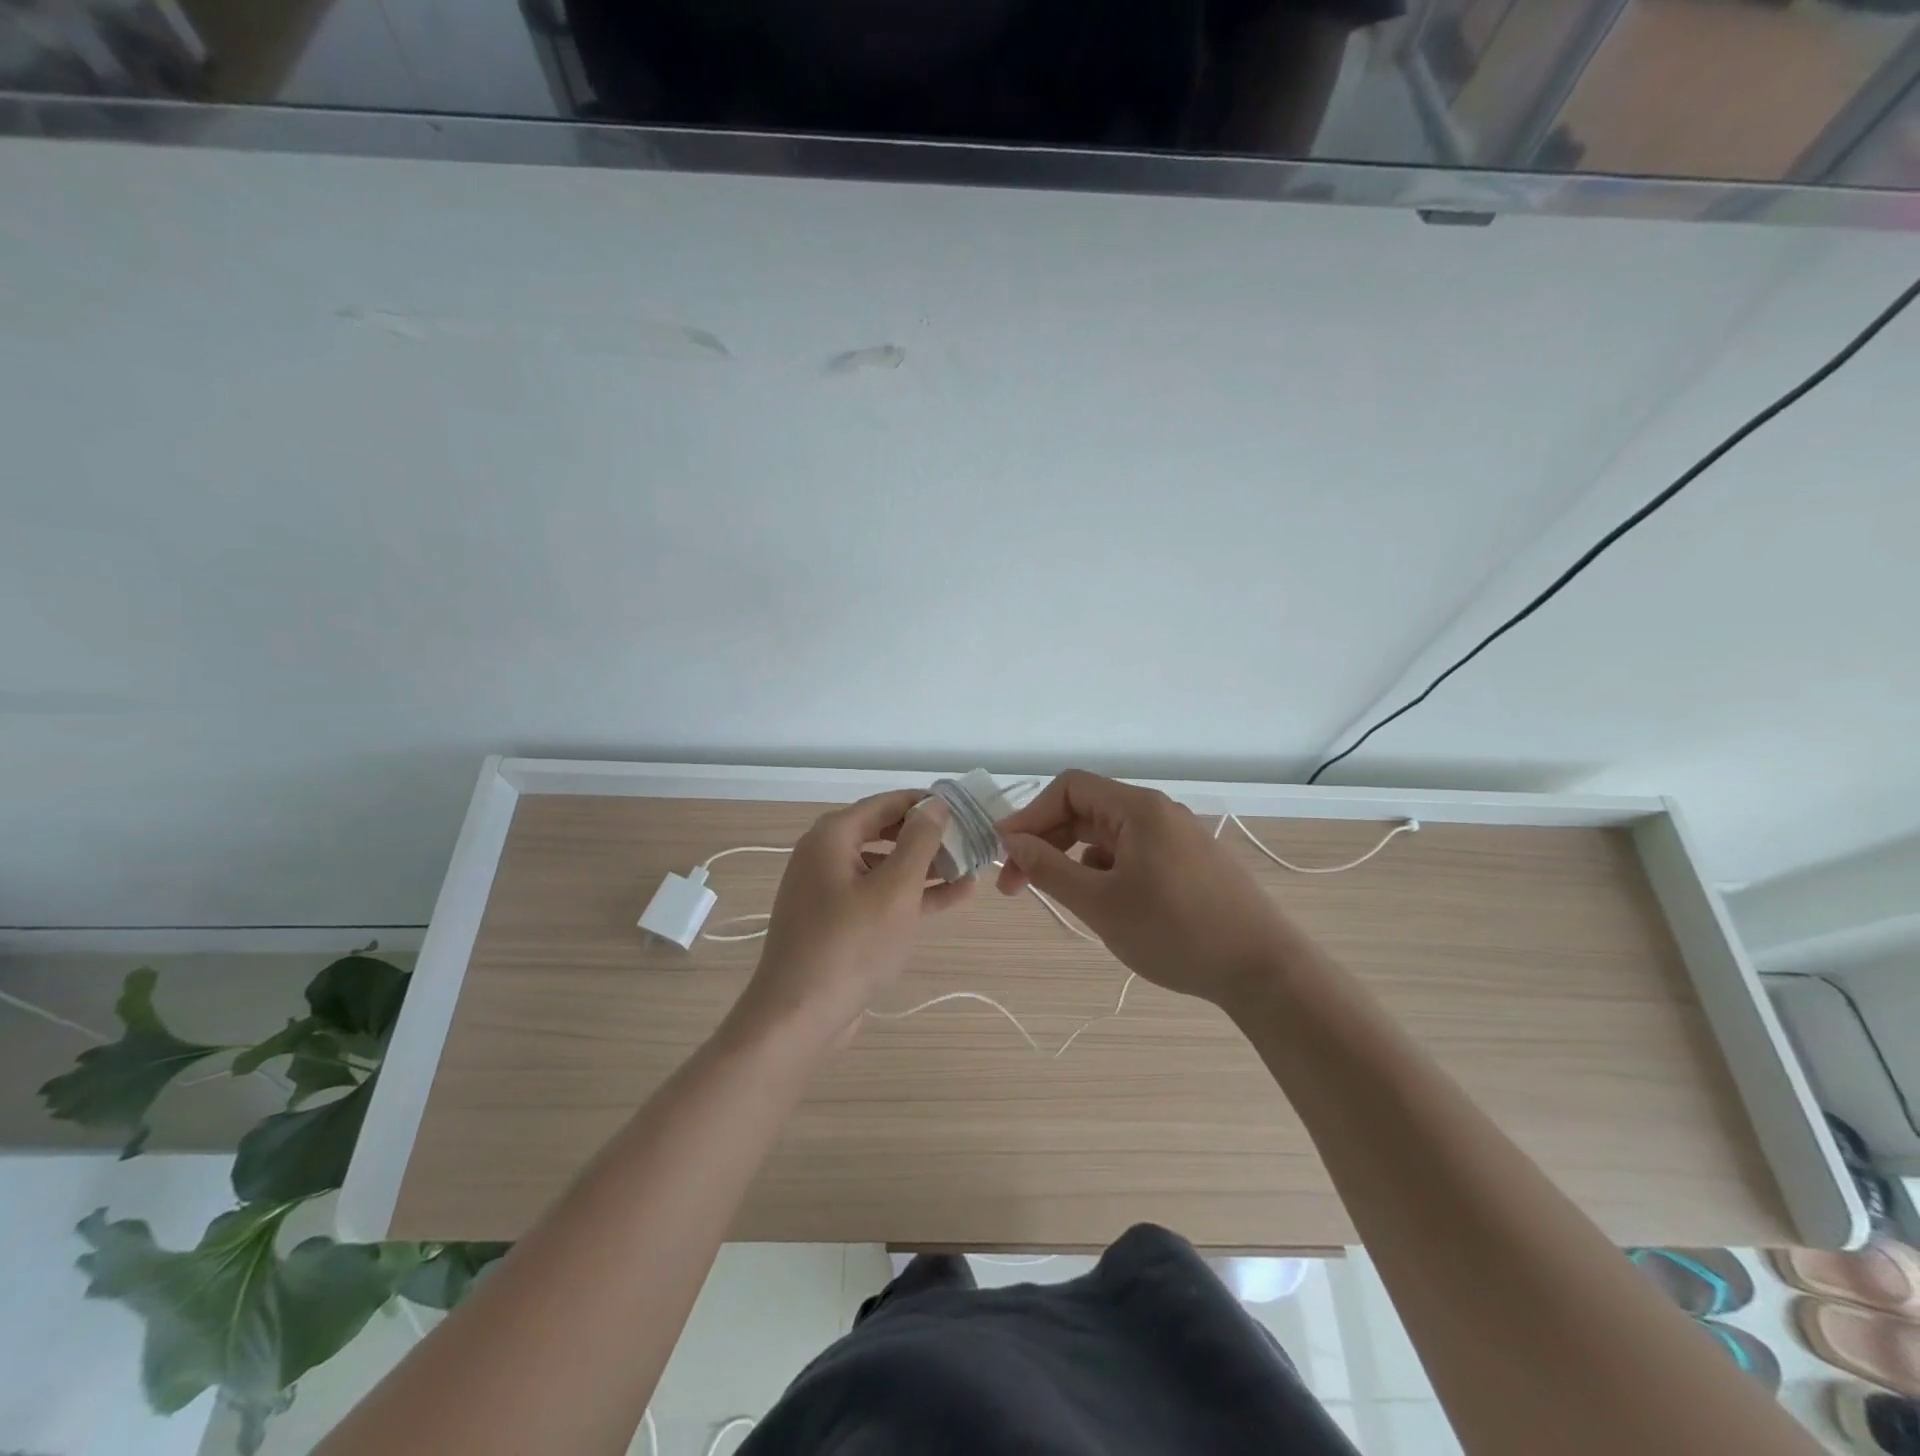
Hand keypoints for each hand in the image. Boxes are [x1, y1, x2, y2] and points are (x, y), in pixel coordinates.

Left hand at [736, 790, 971, 1045]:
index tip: (965, 809)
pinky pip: (879, 896)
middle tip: (971, 841)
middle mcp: (825, 855)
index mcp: (832, 836)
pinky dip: (911, 895)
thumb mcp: (895, 888)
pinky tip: (953, 896)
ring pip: (885, 867)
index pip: (886, 803)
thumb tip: (935, 804)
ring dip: (926, 868)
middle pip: (885, 832)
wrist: (798, 1017)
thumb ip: (919, 841)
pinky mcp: (837, 922)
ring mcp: (829, 891)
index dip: (926, 803)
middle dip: (929, 837)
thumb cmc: (850, 945)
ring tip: (970, 870)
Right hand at [995, 770, 1294, 1008]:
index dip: (1030, 815)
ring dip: (1074, 860)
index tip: (1004, 854)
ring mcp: (1177, 837)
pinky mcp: (1189, 863)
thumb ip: (1049, 869)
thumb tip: (1012, 842)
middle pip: (1086, 811)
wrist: (1264, 970)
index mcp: (1138, 809)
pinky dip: (1106, 872)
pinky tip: (1106, 906)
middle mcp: (1158, 812)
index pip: (1069, 788)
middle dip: (1046, 843)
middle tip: (1016, 886)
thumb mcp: (1100, 904)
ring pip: (1108, 836)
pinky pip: (1132, 854)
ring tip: (1063, 900)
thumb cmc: (1176, 932)